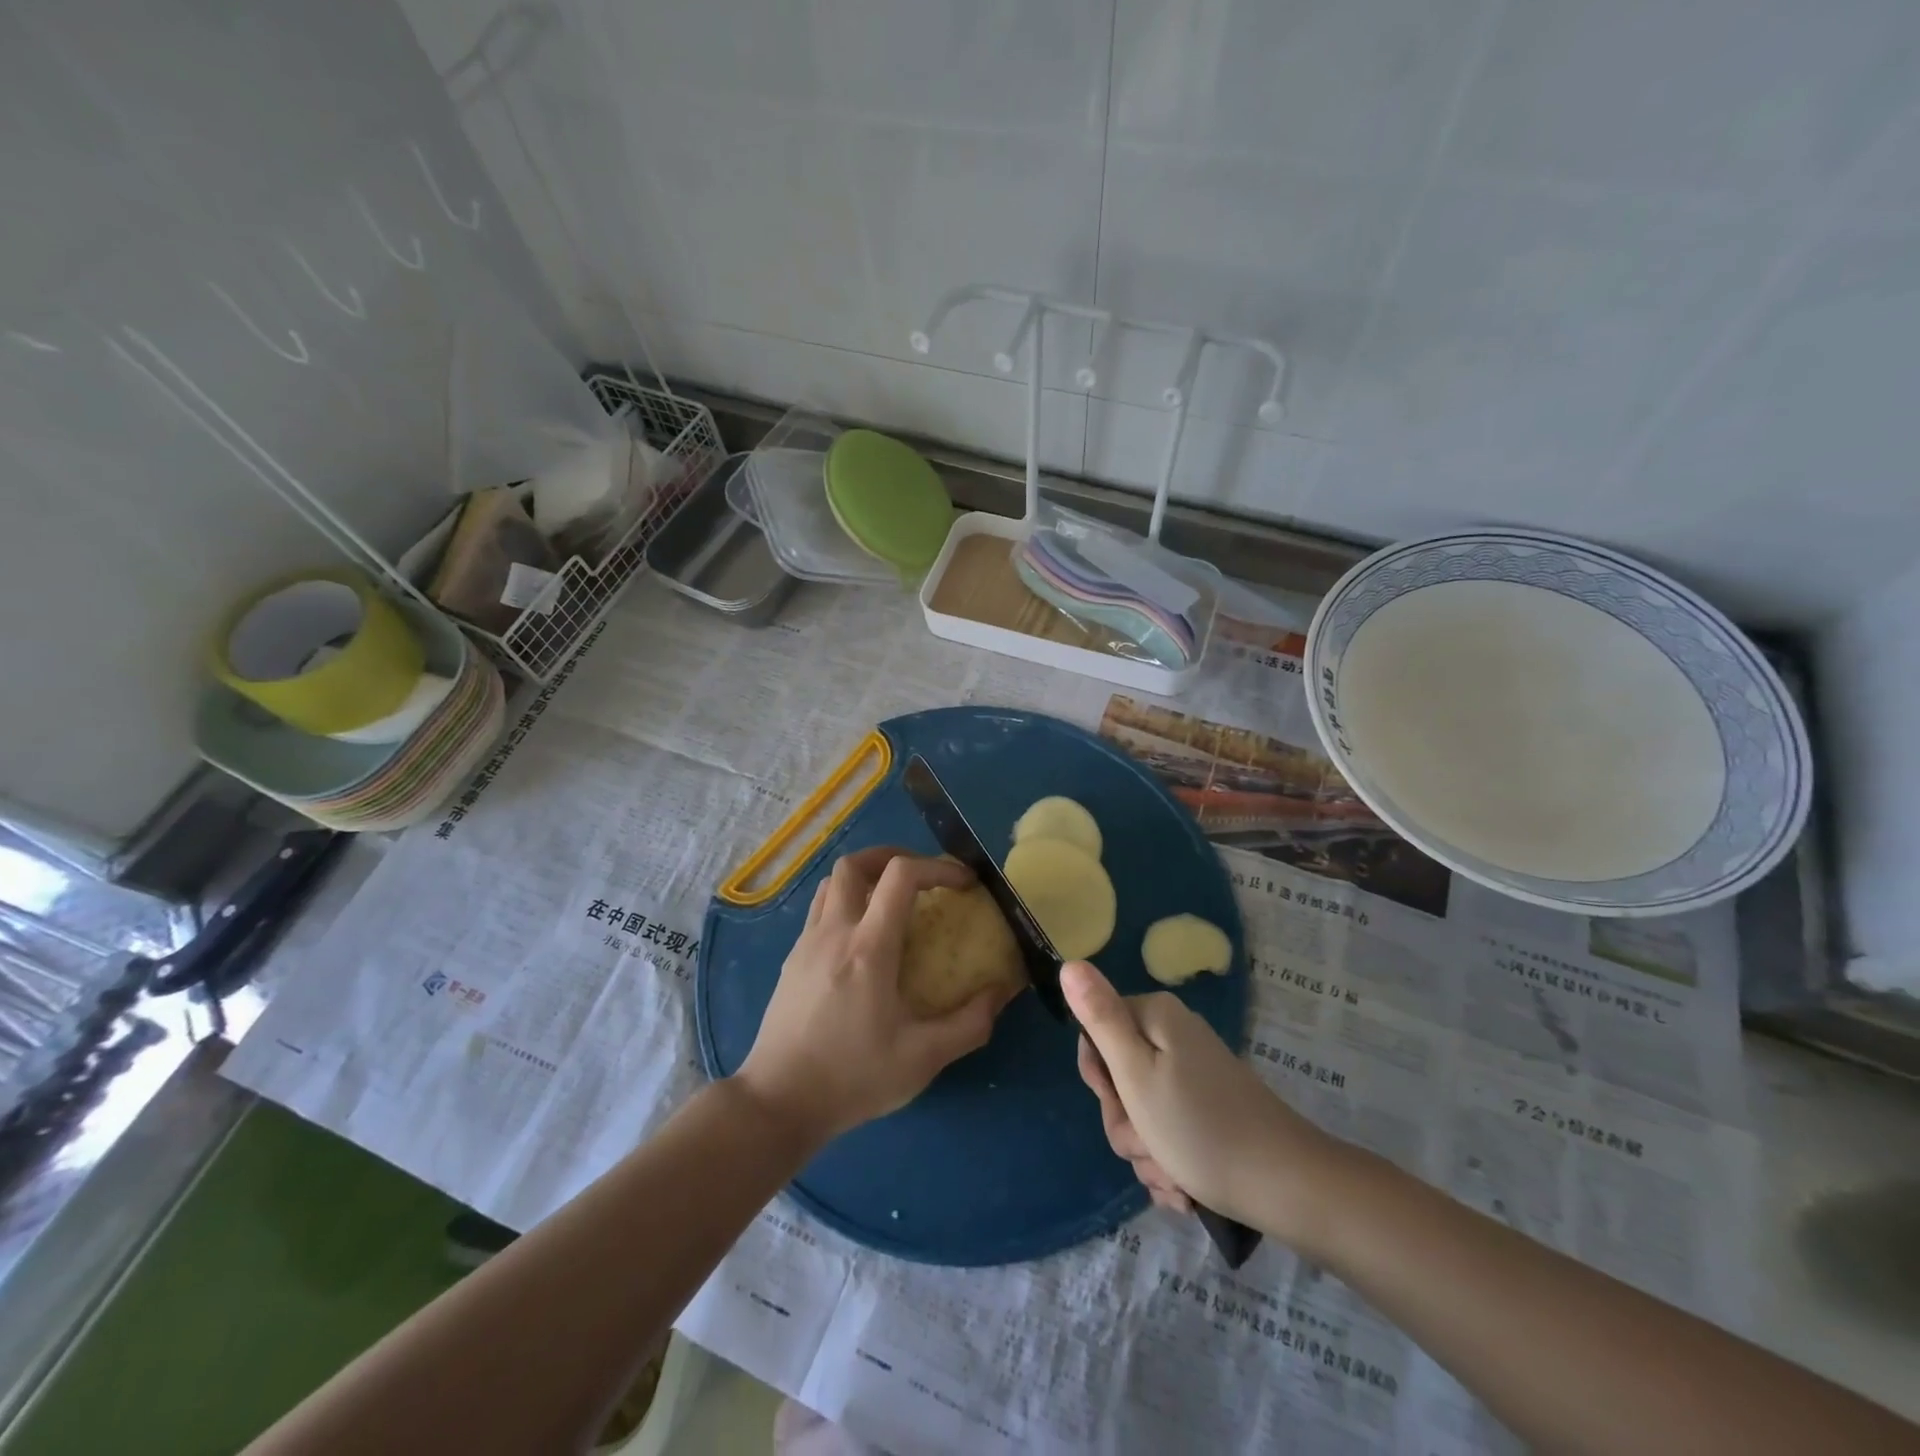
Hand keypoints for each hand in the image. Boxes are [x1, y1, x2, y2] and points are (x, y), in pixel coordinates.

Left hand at [737, 848, 1013, 1143]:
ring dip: (865, 877)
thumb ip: (969, 1024)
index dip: (937, 867)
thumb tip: (1001, 991)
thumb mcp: (922, 1059)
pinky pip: (819, 909)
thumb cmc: (852, 1078)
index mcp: (868, 948)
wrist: (777, 1103)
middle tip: (922, 877)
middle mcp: (834, 932)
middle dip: (893, 856)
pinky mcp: (792, 959)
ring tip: (892, 899)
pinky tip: (861, 938)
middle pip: (855, 863)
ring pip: (831, 882)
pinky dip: (845, 902)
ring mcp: (807, 943)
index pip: (901, 875)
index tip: (963, 883)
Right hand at [1066, 961, 1343, 1237]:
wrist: (1288, 1186)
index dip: (1099, 1077)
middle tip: (1149, 1144)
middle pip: (1119, 1078)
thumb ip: (1099, 1017)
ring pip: (1141, 1114)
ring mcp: (1194, 1075)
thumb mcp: (1135, 1073)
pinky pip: (1168, 1134)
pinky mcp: (1209, 1110)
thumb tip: (1069, 963)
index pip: (1095, 1034)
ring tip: (1174, 1175)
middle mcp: (1174, 1037)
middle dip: (1126, 1123)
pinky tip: (1186, 1187)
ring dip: (1148, 1153)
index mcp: (1155, 1017)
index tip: (1120, 1103)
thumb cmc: (1200, 1128)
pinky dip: (1170, 1163)